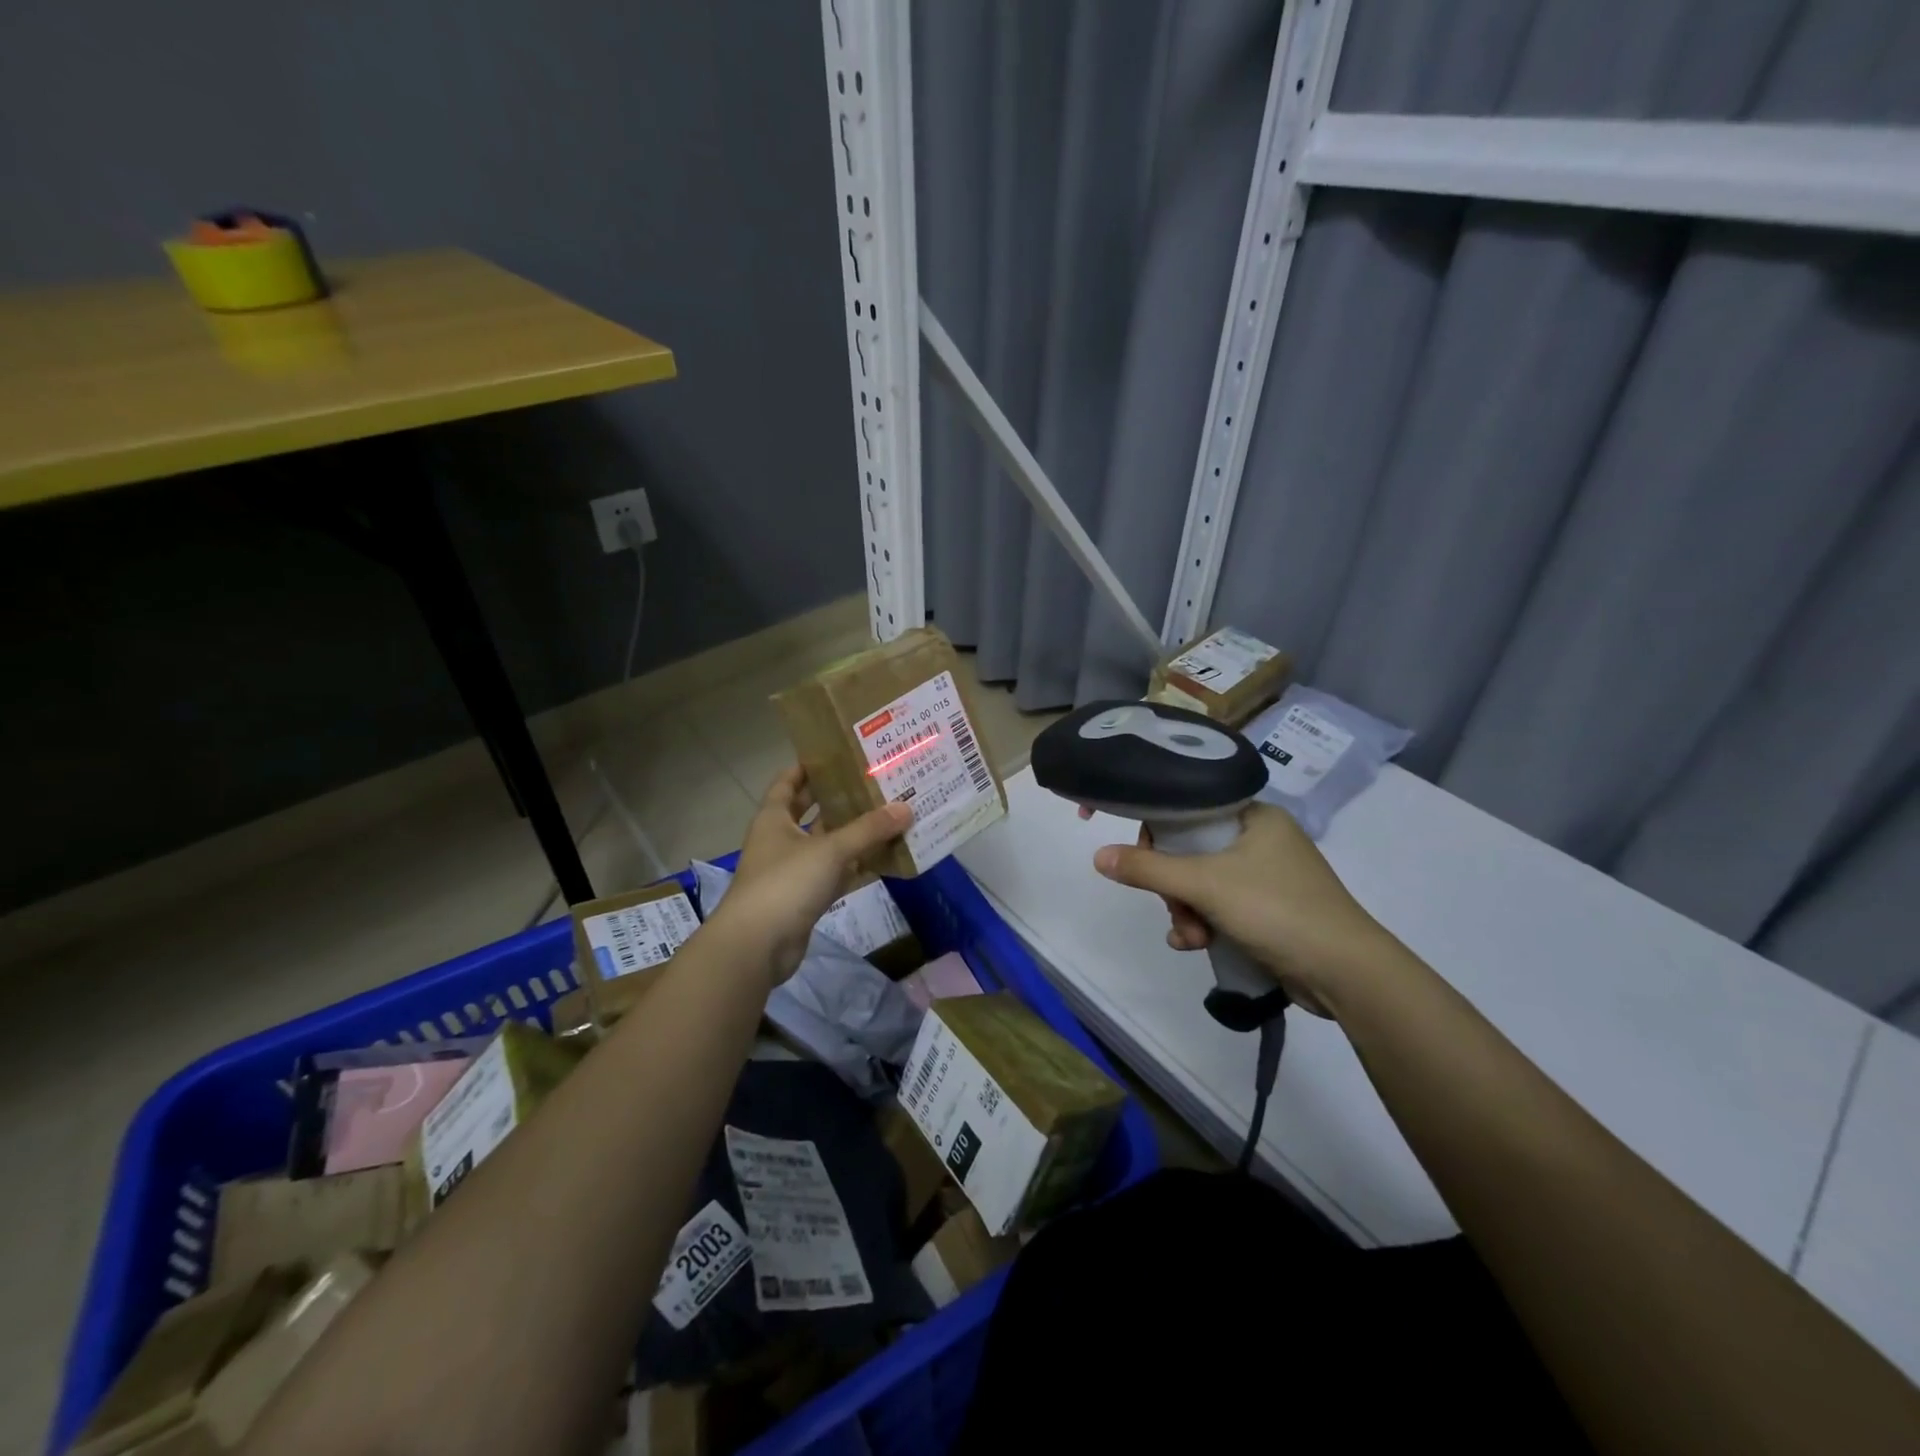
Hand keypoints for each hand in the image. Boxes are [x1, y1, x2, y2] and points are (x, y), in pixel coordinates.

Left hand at [707, 766, 912, 987]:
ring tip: (889, 815)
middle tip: (875, 782)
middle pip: (812, 812)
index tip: (839, 753)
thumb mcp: (830, 850)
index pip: (789, 781)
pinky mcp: (805, 898)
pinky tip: (885, 858)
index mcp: (774, 818)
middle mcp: (781, 839)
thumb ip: (869, 829)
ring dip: (853, 834)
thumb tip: (906, 808)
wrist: (757, 946)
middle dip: (839, 798)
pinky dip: (856, 866)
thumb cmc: (785, 884)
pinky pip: (835, 874)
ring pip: (827, 844)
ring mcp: (793, 871)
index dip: (809, 766)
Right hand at [1091, 803, 1406, 1017]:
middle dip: (1173, 885)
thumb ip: (1148, 869)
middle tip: (1173, 905)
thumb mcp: (1206, 885)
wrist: (1347, 973)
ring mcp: (1265, 876)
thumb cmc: (1277, 909)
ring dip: (1185, 910)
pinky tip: (1194, 945)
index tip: (1133, 851)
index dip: (1155, 826)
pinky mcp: (1268, 909)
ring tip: (1191, 936)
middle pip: (1189, 849)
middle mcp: (1259, 838)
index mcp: (1253, 815)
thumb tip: (1098, 856)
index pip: (1188, 806)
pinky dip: (1202, 923)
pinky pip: (1218, 906)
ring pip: (1200, 882)